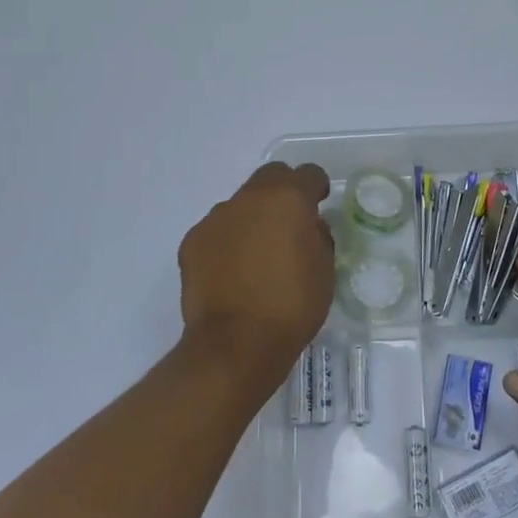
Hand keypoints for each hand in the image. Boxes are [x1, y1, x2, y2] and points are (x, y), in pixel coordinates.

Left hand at [178, 162, 334, 391]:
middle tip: (289, 223)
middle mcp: (250, 198)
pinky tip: (232, 272)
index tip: (319, 204)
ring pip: (241, 204)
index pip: (309, 173)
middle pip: (271, 176)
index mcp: (289, 199)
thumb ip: (318, 237)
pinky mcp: (193, 240)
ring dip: (253, 218)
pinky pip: (217, 230)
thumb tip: (308, 226)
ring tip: (257, 256)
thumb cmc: (292, 306)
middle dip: (283, 191)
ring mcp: (217, 217)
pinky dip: (227, 242)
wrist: (235, 343)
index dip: (317, 187)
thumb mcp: (324, 271)